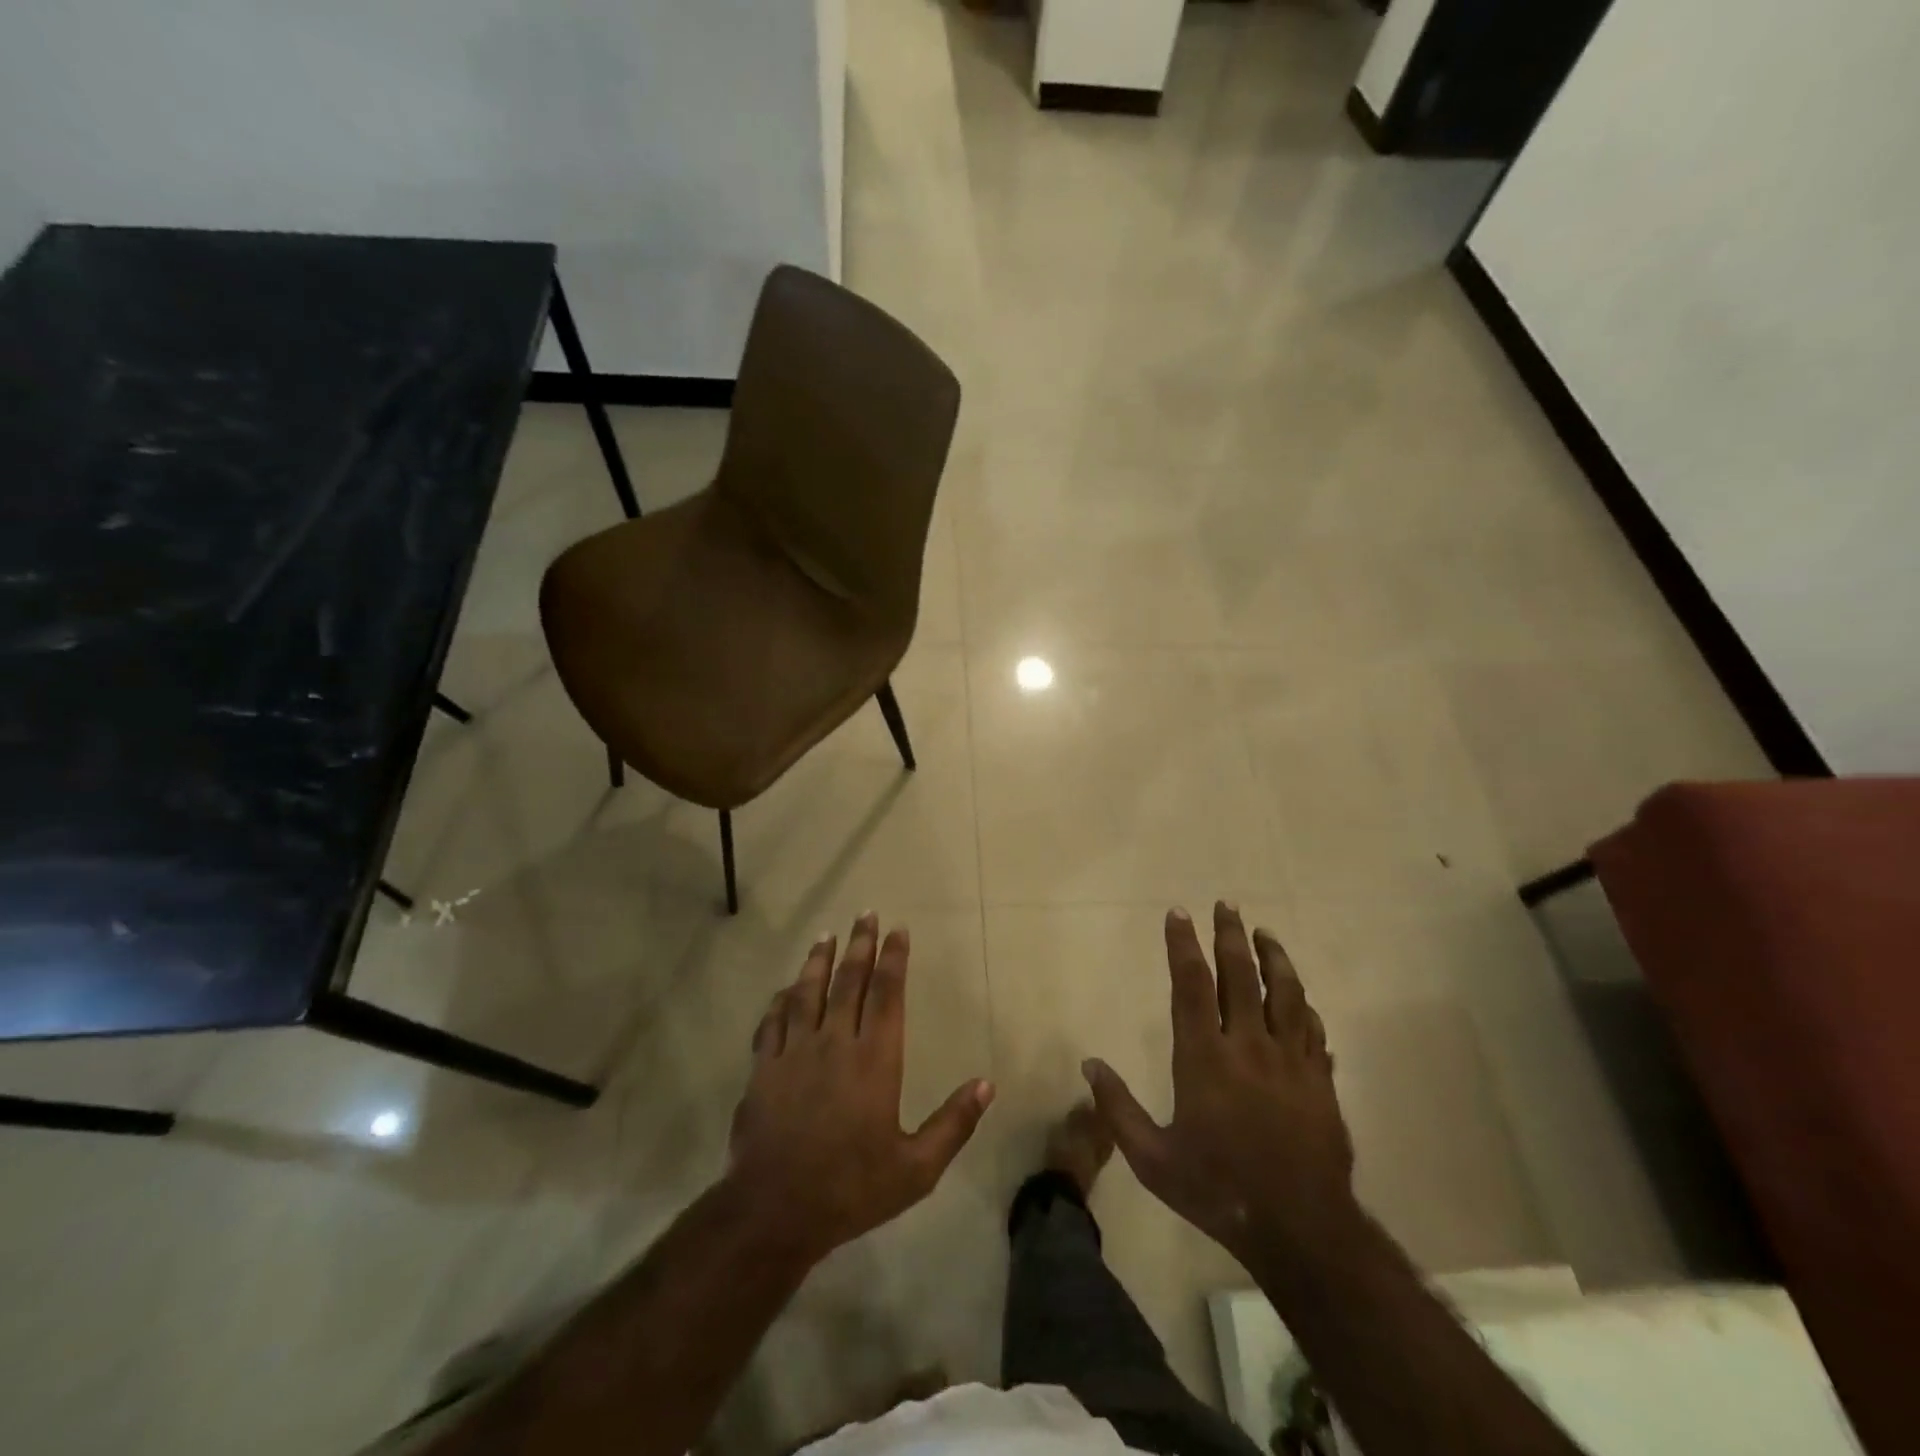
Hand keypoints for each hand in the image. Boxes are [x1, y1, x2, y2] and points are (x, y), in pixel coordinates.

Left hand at [728, 912, 994, 1262]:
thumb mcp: (916, 1168)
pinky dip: (781, 1000)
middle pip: (850, 981)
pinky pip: (773, 1022)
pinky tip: (786, 989)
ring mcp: (795, 1052)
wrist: (775, 1211)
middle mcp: (835, 1043)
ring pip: (808, 992)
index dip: (894, 959)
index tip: (899, 930)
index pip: (888, 994)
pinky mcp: (764, 1068)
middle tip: (866, 913)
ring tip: (827, 935)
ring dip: (819, 961)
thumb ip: (953, 1123)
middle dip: (861, 945)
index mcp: (875, 1060)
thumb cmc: (852, 1188)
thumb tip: (987, 1084)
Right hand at [1083, 903, 1355, 1263]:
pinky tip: (1301, 998)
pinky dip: (1305, 1007)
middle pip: (1242, 975)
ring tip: (1265, 934)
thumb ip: (1117, 1109)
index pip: (1191, 985)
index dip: (1183, 944)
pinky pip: (1313, 1030)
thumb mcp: (1152, 1158)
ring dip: (1274, 958)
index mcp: (1205, 1058)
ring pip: (1286, 994)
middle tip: (1227, 904)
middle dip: (1231, 935)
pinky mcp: (1321, 1081)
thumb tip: (1089, 1065)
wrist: (1300, 1229)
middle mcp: (1249, 1046)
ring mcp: (1291, 1061)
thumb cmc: (1218, 1189)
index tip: (1179, 913)